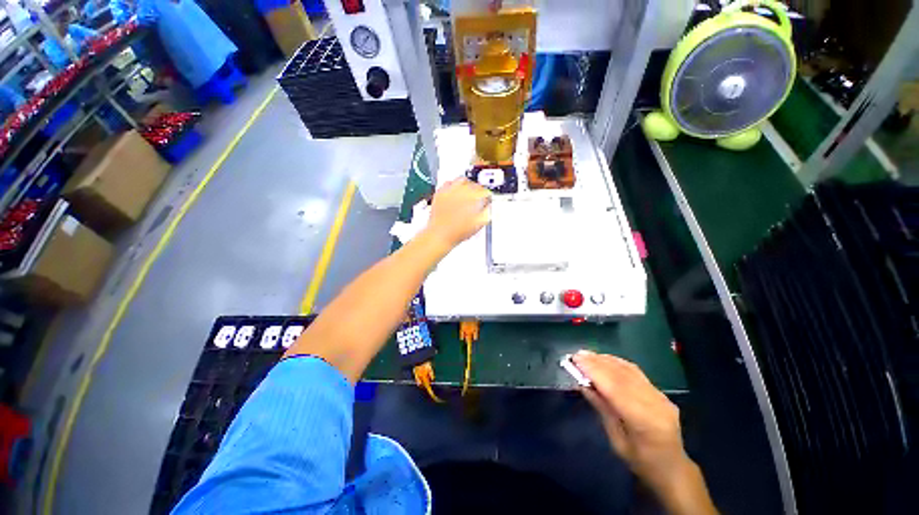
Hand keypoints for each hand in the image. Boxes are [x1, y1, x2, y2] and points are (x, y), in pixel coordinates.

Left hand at [424, 178, 491, 248]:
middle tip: (478, 196)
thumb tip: (489, 206)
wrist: (440, 235)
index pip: (485, 191)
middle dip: (478, 189)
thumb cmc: (458, 231)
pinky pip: (448, 183)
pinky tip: (455, 192)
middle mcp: (461, 191)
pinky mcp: (440, 192)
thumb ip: (487, 212)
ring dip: (467, 184)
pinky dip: (453, 185)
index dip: (487, 196)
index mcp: (473, 198)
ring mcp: (450, 190)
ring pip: (462, 180)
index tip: (487, 199)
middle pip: (474, 184)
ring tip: (468, 191)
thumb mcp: (479, 224)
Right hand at [573, 352, 692, 494]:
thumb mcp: (616, 440)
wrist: (672, 468)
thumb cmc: (640, 461)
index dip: (594, 371)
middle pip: (622, 376)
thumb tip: (583, 383)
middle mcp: (655, 403)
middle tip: (577, 354)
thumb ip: (602, 408)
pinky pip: (636, 372)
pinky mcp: (661, 392)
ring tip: (587, 355)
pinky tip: (605, 359)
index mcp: (643, 421)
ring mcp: (660, 396)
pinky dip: (618, 363)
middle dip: (597, 362)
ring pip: (629, 370)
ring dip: (606, 360)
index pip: (615, 388)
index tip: (575, 360)